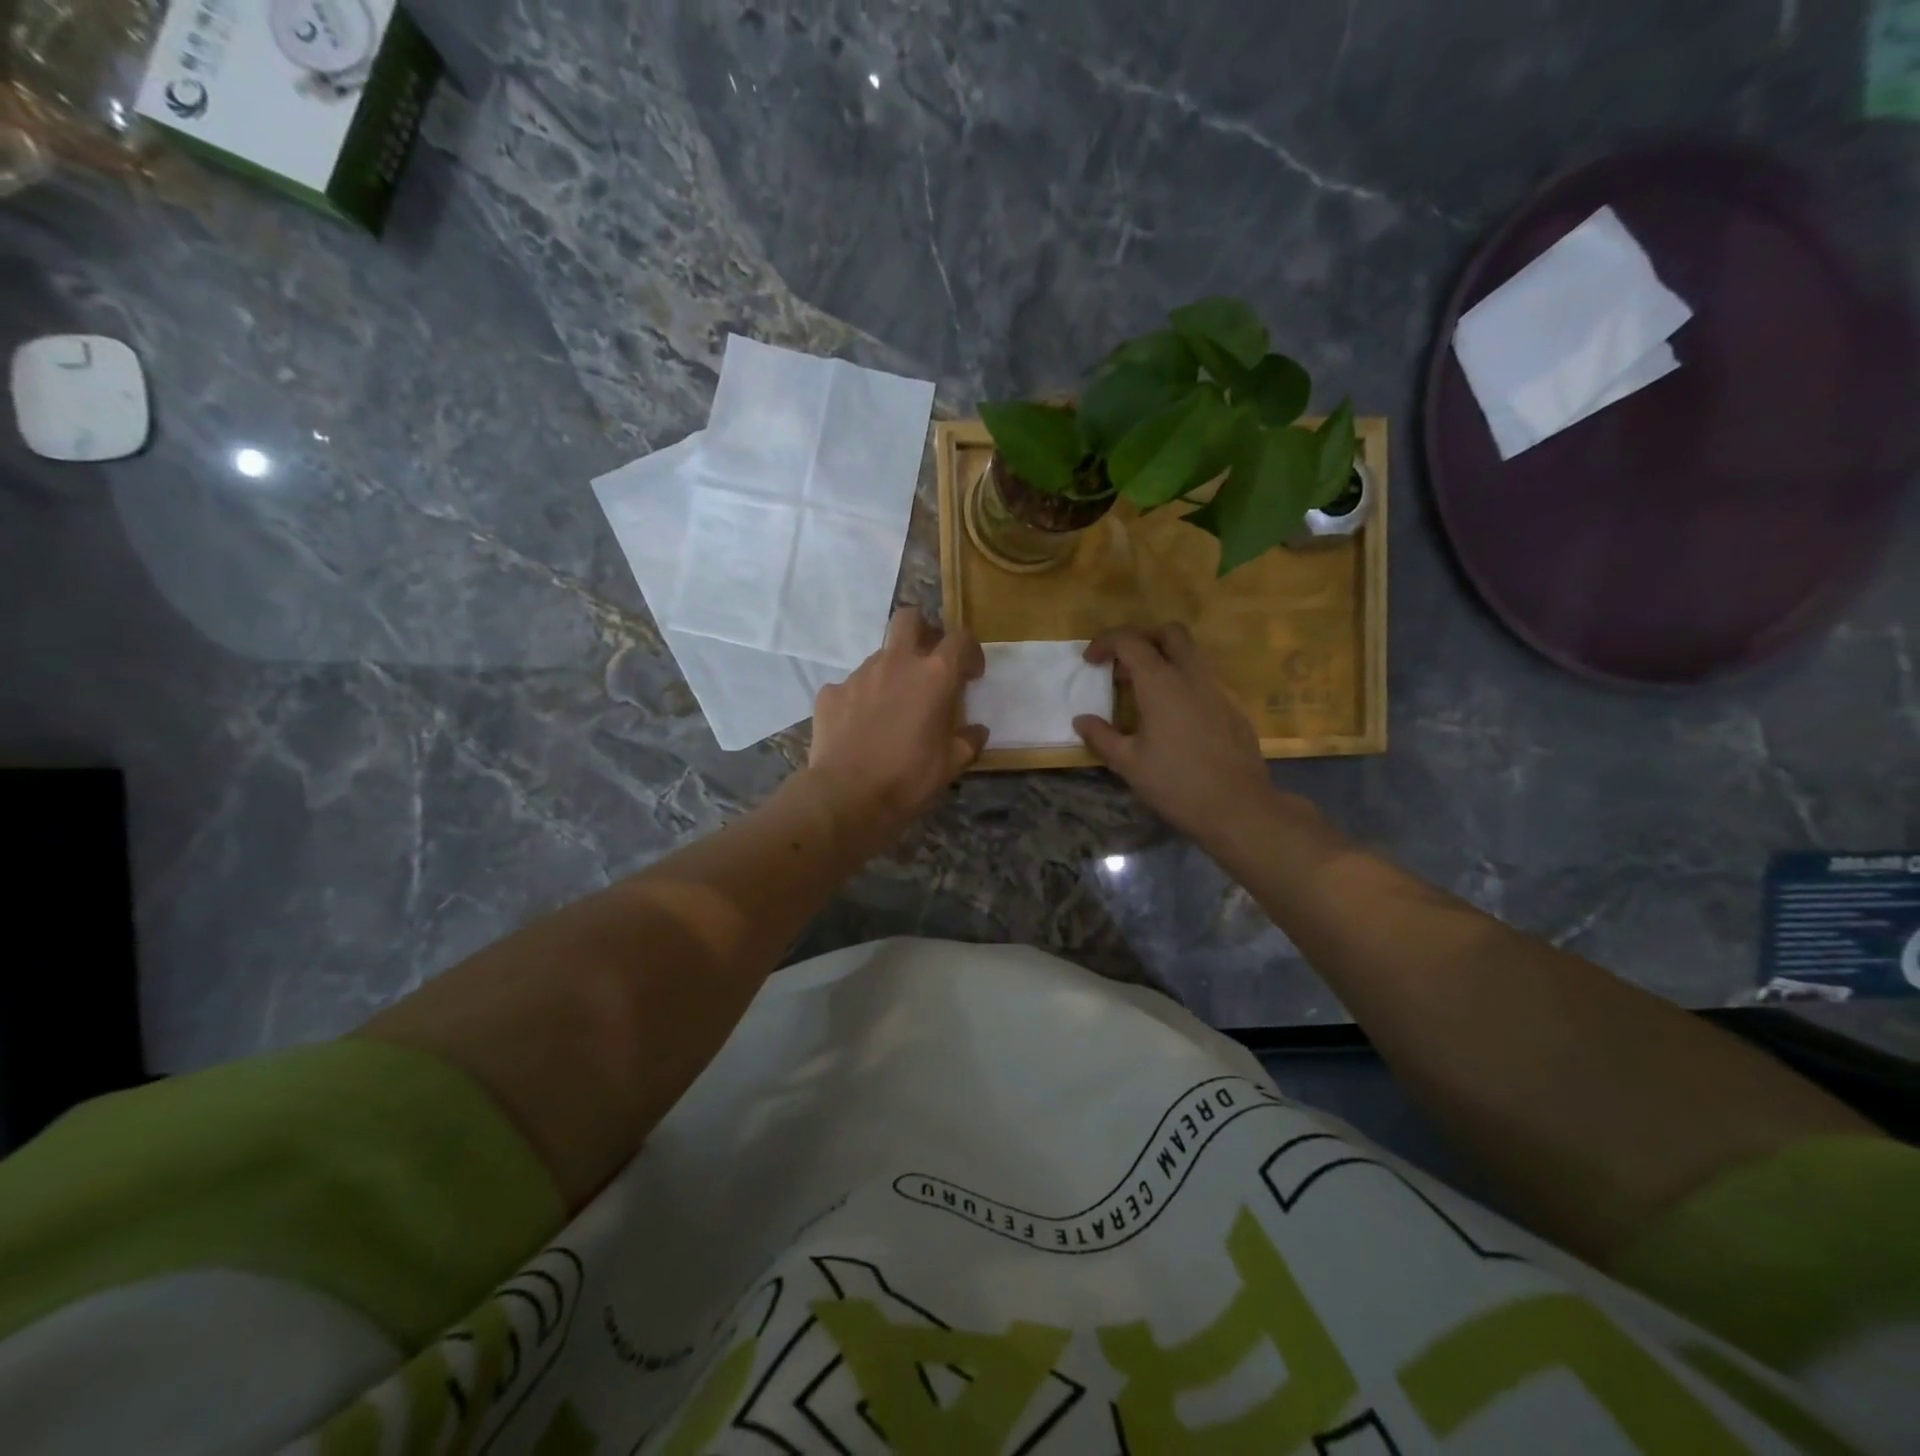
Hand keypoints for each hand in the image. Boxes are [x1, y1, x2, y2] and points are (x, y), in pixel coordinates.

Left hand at [806, 606, 987, 853]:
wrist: (846, 797)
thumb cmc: (908, 779)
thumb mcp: (951, 764)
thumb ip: (968, 740)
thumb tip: (976, 731)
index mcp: (934, 675)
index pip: (960, 639)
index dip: (970, 652)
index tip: (971, 674)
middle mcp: (897, 663)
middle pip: (909, 618)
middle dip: (923, 630)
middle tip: (928, 660)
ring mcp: (859, 674)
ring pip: (880, 655)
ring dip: (892, 671)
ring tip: (893, 707)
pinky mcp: (831, 692)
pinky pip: (852, 685)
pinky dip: (861, 698)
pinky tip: (861, 726)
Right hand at [1074, 624, 1296, 844]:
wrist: (1237, 807)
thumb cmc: (1175, 783)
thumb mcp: (1128, 763)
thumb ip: (1101, 736)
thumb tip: (1081, 720)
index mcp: (1161, 683)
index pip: (1130, 641)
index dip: (1105, 642)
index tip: (1090, 661)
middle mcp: (1192, 676)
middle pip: (1170, 633)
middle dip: (1142, 639)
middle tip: (1123, 665)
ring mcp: (1218, 690)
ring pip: (1192, 654)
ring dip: (1165, 659)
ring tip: (1144, 691)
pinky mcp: (1233, 708)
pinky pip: (1205, 680)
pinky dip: (1184, 683)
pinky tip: (1174, 717)